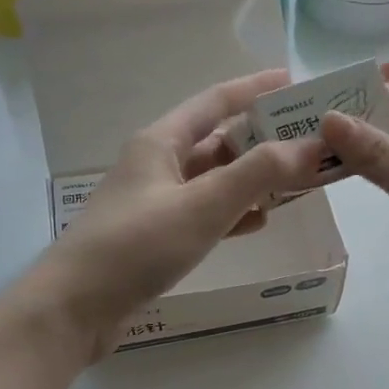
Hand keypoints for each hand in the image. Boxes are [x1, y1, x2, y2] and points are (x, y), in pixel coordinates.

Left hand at [29, 68, 324, 358]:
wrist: (76, 307)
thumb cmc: (136, 246)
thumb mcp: (202, 205)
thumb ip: (258, 174)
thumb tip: (312, 146)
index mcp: (160, 142)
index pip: (215, 102)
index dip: (255, 89)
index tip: (293, 82)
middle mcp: (156, 165)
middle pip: (217, 142)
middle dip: (262, 141)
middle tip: (308, 143)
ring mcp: (154, 203)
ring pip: (213, 181)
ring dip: (251, 180)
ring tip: (295, 183)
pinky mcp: (155, 238)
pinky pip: (204, 215)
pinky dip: (232, 214)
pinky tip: (257, 223)